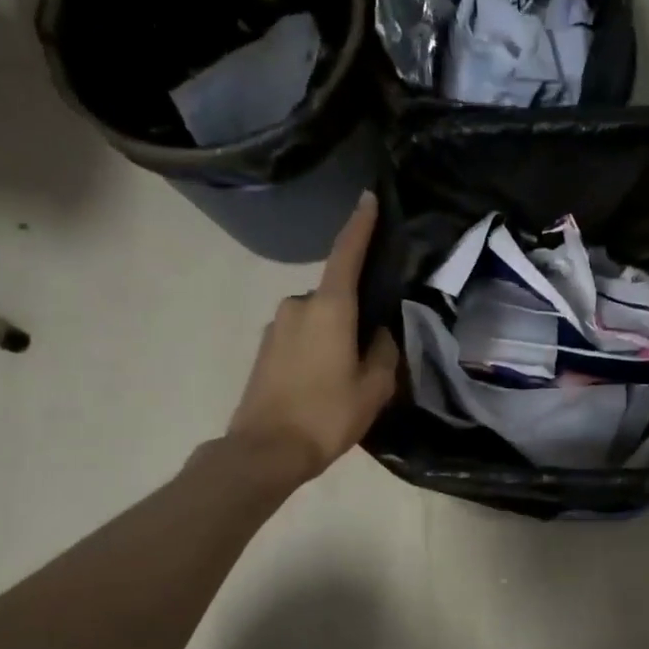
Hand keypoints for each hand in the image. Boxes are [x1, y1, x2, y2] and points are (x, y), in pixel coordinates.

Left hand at [226, 192, 400, 484]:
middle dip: (354, 313)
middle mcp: (298, 306)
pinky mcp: (265, 349)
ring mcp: (276, 327)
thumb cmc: (327, 414)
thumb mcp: (374, 387)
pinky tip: (324, 383)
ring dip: (335, 335)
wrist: (266, 451)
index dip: (360, 225)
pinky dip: (316, 349)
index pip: (347, 254)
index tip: (368, 198)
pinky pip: (301, 336)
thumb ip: (383, 352)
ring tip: (348, 375)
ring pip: (318, 319)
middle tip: (372, 349)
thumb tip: (377, 334)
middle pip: (336, 296)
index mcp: (329, 308)